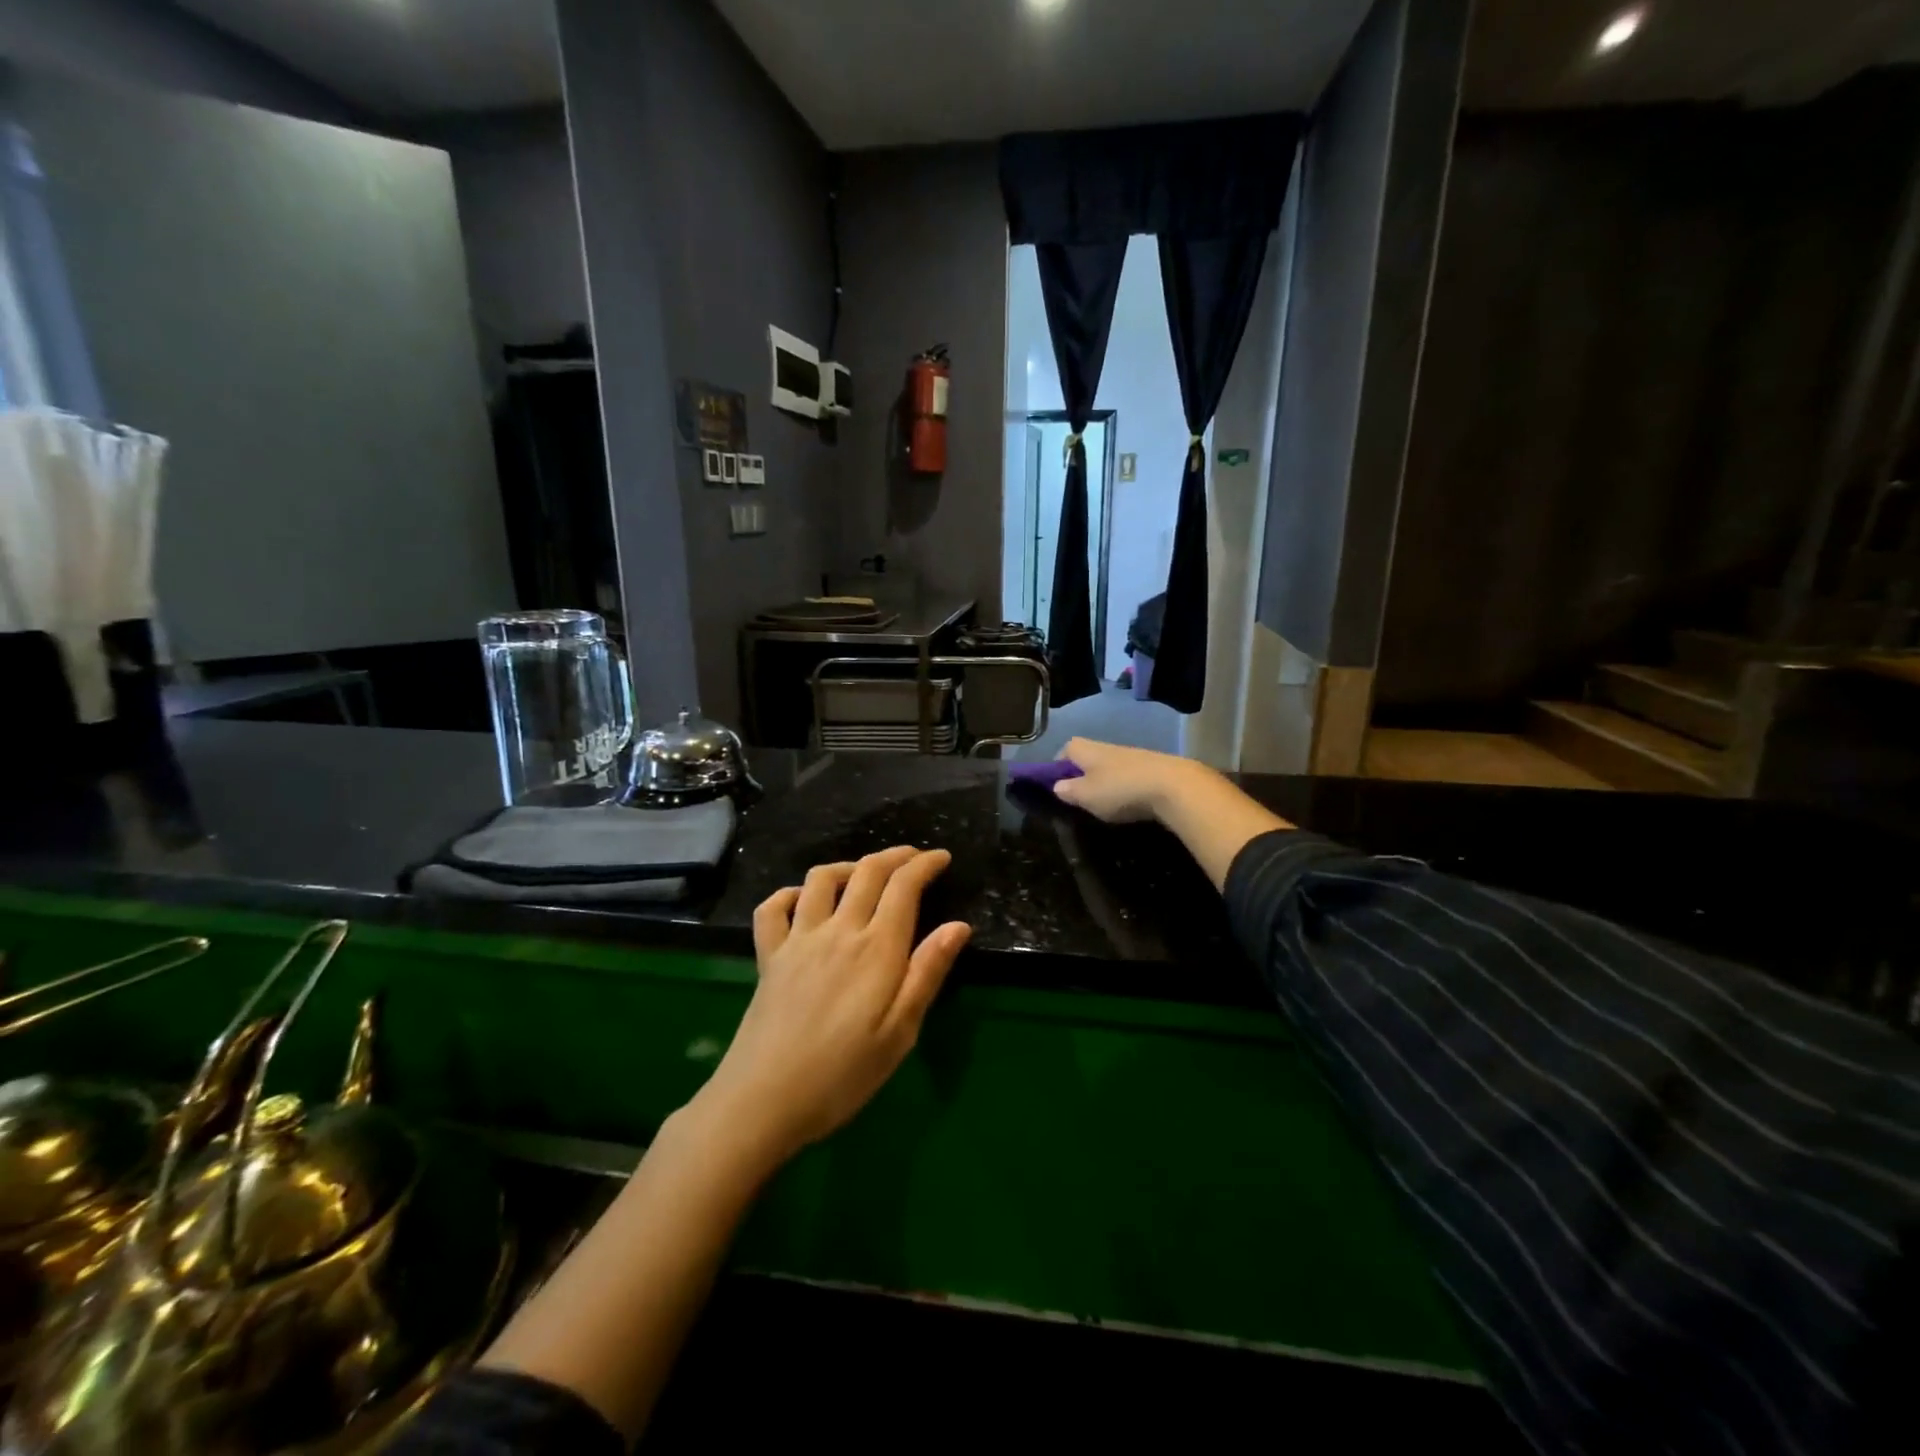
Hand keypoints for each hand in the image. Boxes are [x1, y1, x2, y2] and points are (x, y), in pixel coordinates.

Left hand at [692, 846, 970, 1165]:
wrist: (763, 1100)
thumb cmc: (843, 1075)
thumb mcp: (900, 1033)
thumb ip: (927, 973)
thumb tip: (958, 926)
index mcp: (876, 949)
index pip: (903, 886)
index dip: (925, 864)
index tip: (942, 857)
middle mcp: (838, 931)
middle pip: (867, 872)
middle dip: (895, 856)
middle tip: (914, 858)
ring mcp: (798, 940)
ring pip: (821, 879)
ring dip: (848, 865)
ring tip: (864, 874)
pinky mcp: (768, 956)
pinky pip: (773, 908)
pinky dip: (791, 893)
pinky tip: (803, 901)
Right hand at [1051, 736, 1214, 823]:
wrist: (1173, 786)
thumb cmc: (1120, 789)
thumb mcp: (1086, 795)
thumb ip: (1069, 791)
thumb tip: (1057, 786)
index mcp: (1086, 750)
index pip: (1065, 749)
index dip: (1058, 766)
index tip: (1056, 785)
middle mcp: (1107, 747)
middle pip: (1088, 757)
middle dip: (1082, 775)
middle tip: (1080, 799)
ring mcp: (1132, 756)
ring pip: (1109, 767)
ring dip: (1105, 782)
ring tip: (1104, 805)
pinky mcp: (1152, 767)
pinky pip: (1129, 776)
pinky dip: (1125, 787)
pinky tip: (1129, 803)